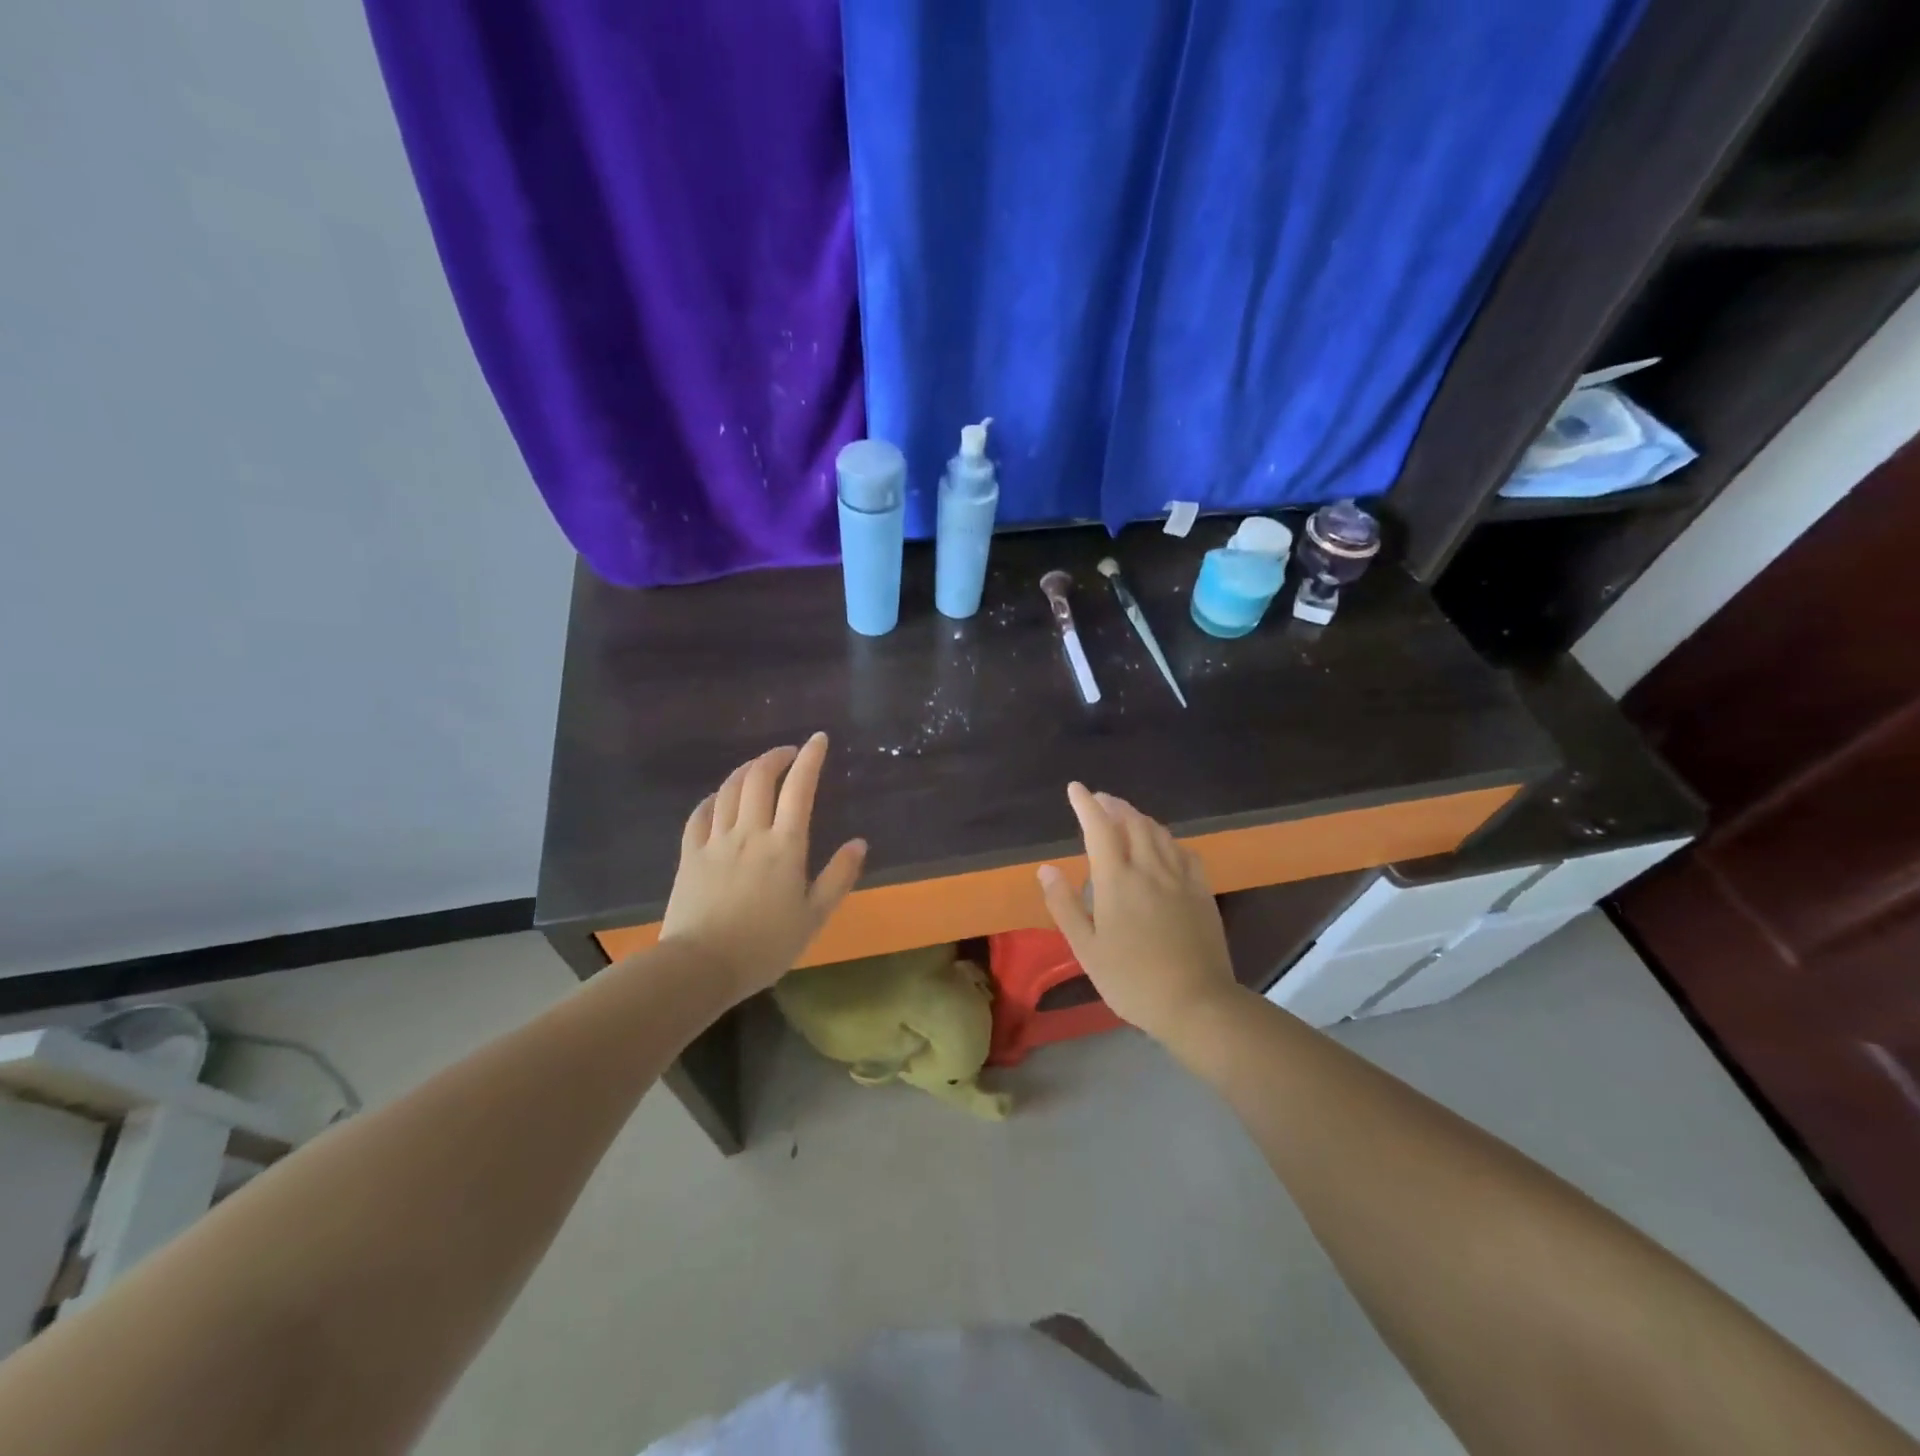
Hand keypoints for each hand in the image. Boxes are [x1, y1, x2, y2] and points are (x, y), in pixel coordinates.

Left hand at [658, 733, 865, 999]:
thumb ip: (838, 876)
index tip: (818, 739)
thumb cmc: (765, 945)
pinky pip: (700, 814)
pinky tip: (718, 798)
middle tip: (789, 753)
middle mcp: (750, 832)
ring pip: (728, 790)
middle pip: (759, 778)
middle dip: (776, 756)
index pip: (799, 788)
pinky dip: (713, 798)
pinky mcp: (690, 855)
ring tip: (758, 767)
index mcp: (785, 846)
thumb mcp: (814, 916)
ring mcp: (716, 841)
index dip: (810, 758)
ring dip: (746, 770)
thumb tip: (859, 842)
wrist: (701, 966)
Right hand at [1037, 783, 1239, 1044]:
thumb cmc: (1132, 980)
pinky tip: (1165, 848)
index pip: (1099, 828)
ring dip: (1139, 817)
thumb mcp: (1086, 949)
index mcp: (1117, 880)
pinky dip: (1168, 840)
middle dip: (1114, 806)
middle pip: (1133, 822)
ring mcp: (1180, 878)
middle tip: (1100, 801)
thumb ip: (1065, 905)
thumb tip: (1047, 868)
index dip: (1086, 805)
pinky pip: (1184, 852)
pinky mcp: (1202, 892)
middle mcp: (1150, 869)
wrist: (1196, 1003)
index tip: (1076, 789)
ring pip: (1160, 833)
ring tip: (1126, 817)